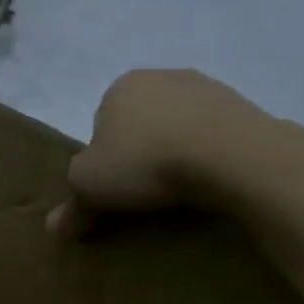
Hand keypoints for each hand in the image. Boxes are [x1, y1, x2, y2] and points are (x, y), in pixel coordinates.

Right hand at [46, 70, 268, 236]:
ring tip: (177, 190)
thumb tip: (54, 227)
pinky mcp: (249, 107)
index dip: (103, 156)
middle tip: (142, 189)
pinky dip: (211, 157)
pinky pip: (217, 137)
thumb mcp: (89, 187)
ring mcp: (211, 88)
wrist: (233, 156)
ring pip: (180, 128)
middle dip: (141, 152)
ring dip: (177, 154)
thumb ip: (72, 205)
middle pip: (142, 123)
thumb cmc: (144, 161)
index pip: (101, 123)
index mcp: (121, 86)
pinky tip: (209, 182)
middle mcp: (163, 76)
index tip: (112, 183)